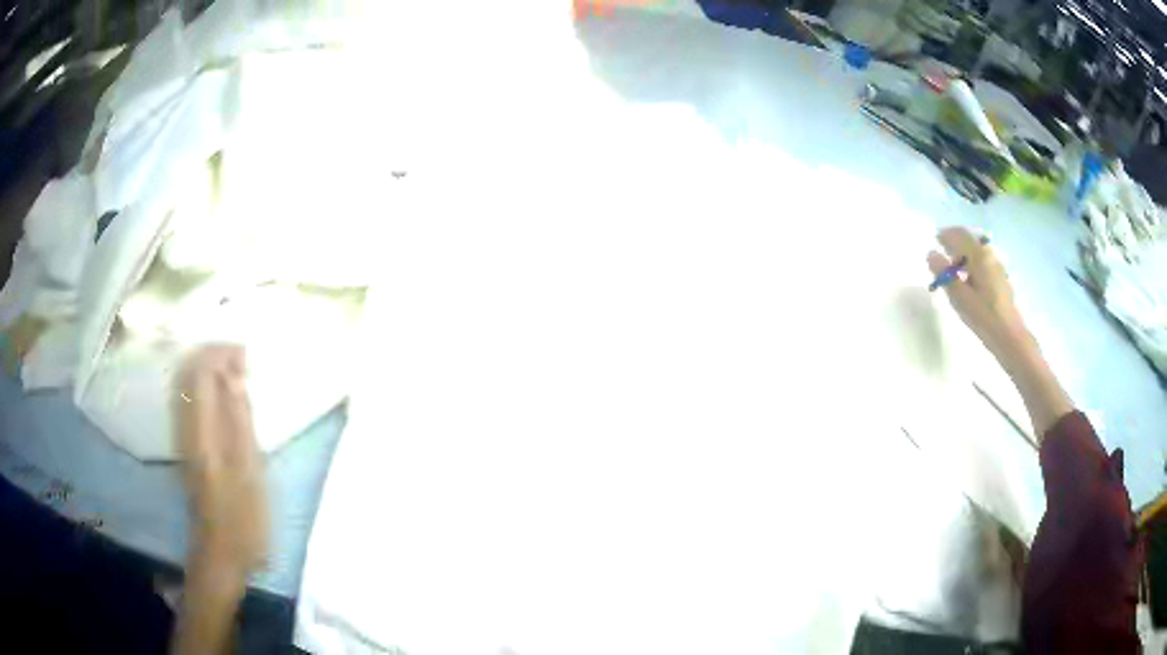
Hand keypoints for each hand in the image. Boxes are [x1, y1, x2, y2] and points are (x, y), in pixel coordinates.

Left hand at [177, 345, 267, 573]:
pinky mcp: (188, 446)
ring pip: (187, 385)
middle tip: (243, 360)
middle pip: (188, 373)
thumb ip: (240, 422)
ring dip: (209, 370)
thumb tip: (234, 376)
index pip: (200, 372)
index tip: (246, 353)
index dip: (220, 353)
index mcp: (202, 433)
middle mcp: (186, 428)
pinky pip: (190, 402)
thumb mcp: (250, 473)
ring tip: (237, 372)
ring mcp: (184, 437)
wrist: (221, 552)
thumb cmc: (243, 519)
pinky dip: (206, 388)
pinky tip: (224, 396)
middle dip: (213, 356)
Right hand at [928, 227, 1072, 435]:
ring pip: (978, 250)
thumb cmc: (984, 317)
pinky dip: (973, 263)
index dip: (945, 235)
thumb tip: (931, 254)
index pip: (960, 234)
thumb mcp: (959, 297)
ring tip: (954, 269)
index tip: (934, 241)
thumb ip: (944, 274)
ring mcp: (998, 265)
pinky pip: (984, 261)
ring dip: (964, 253)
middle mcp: (990, 254)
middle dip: (955, 243)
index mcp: (979, 255)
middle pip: (970, 239)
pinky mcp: (1001, 278)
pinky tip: (969, 279)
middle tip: (943, 254)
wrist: (1011, 338)